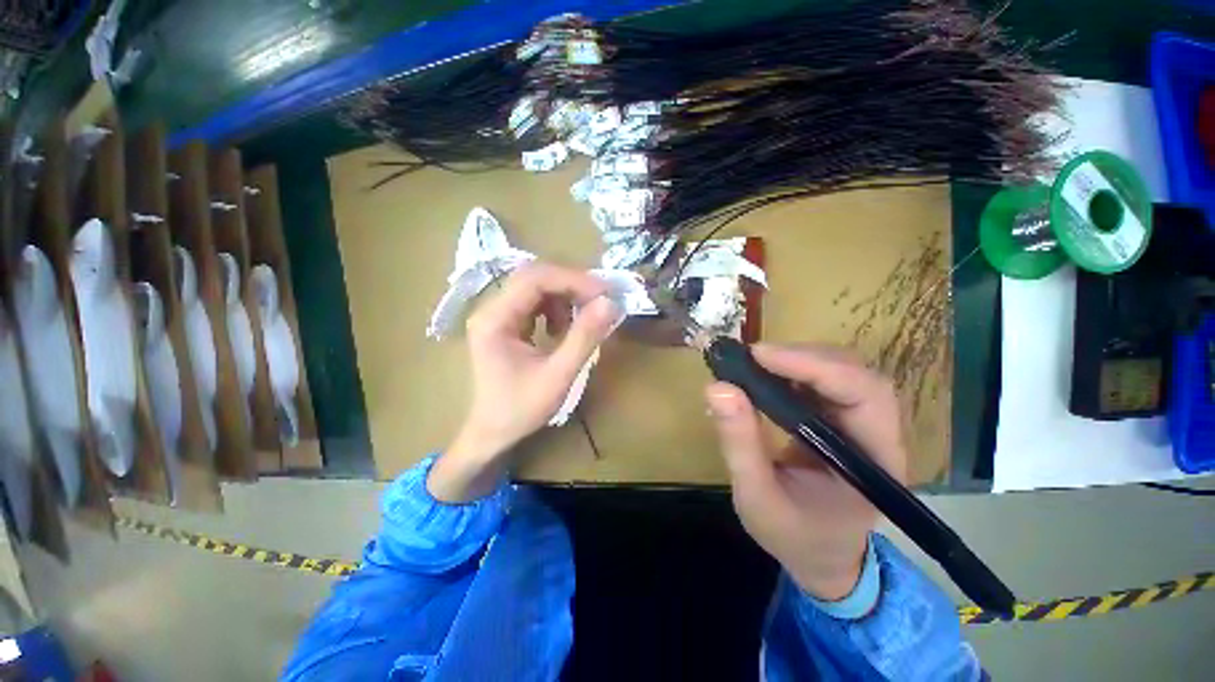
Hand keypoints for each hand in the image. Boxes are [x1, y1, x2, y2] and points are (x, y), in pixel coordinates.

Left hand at [428, 262, 619, 501]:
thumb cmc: (521, 409)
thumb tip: (610, 303)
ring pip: (536, 287)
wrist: (493, 434)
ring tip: (581, 320)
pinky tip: (562, 330)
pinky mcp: (505, 324)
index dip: (572, 280)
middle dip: (571, 284)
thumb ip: (584, 337)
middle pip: (534, 277)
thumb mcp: (558, 375)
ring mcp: (497, 316)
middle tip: (600, 299)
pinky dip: (556, 309)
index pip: (535, 279)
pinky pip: (535, 303)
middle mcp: (491, 309)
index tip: (604, 293)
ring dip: (564, 297)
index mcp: (495, 319)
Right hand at [705, 343, 907, 600]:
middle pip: (856, 373)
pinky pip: (822, 381)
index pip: (863, 394)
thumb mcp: (757, 497)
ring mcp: (860, 423)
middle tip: (751, 357)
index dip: (814, 367)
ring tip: (752, 363)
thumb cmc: (794, 535)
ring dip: (796, 359)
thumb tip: (717, 388)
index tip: (760, 356)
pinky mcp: (839, 418)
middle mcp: (878, 433)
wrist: (819, 555)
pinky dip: (791, 370)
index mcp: (875, 461)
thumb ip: (739, 444)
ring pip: (840, 370)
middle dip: (803, 357)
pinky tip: (763, 374)